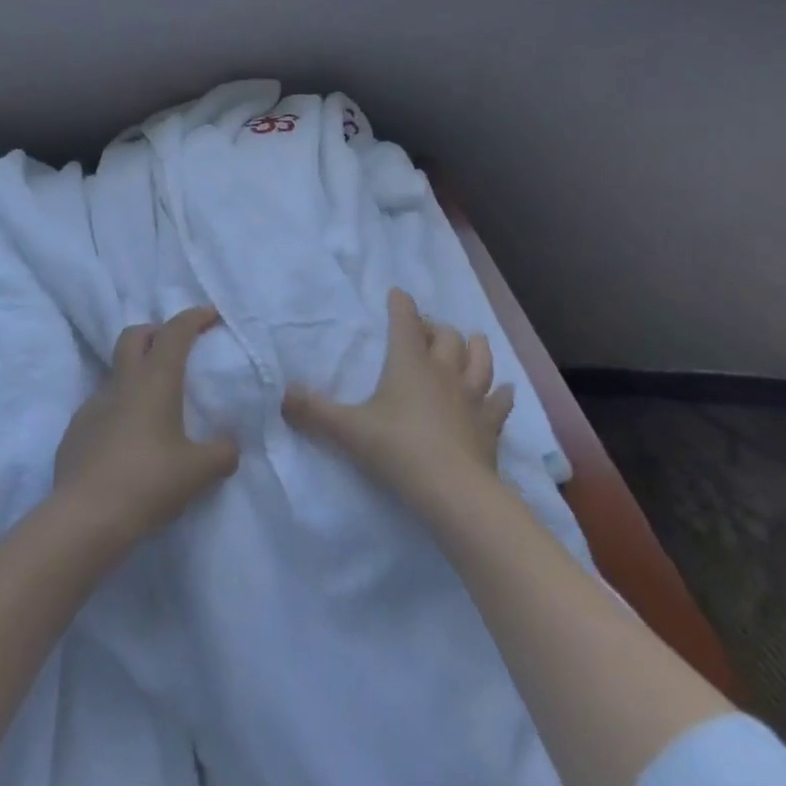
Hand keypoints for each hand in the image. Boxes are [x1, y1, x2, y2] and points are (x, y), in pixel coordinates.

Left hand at [55, 306, 240, 545]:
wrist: (85, 517)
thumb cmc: (149, 482)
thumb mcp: (198, 471)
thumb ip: (222, 453)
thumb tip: (231, 447)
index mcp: (155, 380)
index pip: (175, 332)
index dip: (193, 317)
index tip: (210, 315)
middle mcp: (122, 383)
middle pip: (134, 336)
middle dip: (155, 332)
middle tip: (174, 347)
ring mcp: (93, 405)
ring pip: (115, 373)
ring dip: (134, 376)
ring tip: (154, 406)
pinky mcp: (75, 431)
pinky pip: (101, 409)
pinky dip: (118, 412)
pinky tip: (128, 442)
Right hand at [283, 289, 513, 517]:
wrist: (453, 491)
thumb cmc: (398, 449)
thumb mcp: (348, 431)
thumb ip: (313, 412)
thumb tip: (282, 395)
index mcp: (409, 362)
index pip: (405, 321)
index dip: (401, 304)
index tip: (397, 294)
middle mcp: (443, 371)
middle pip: (446, 336)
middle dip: (435, 328)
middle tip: (424, 332)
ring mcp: (471, 396)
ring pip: (479, 359)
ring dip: (474, 347)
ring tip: (469, 343)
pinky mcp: (490, 425)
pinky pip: (500, 402)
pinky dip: (501, 394)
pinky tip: (504, 390)